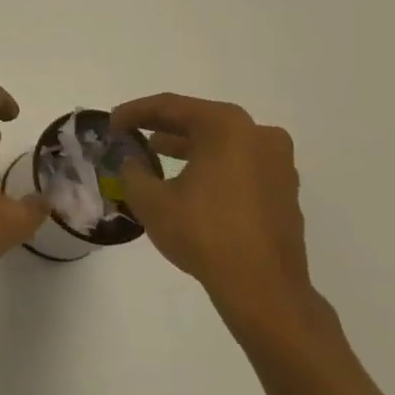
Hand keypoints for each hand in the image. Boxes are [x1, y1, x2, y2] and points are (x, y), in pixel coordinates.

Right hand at [111, 93, 312, 329]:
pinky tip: (190, 181)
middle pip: (199, 120)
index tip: (110, 123)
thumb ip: (133, 171)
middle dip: (162, 126)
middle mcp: (257, 134)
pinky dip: (212, 164)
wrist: (264, 288)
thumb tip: (131, 161)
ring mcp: (277, 162)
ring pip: (221, 142)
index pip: (171, 106)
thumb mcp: (151, 201)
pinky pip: (239, 163)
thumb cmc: (204, 234)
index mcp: (226, 127)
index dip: (134, 112)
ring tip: (155, 155)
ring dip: (187, 145)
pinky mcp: (284, 188)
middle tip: (131, 133)